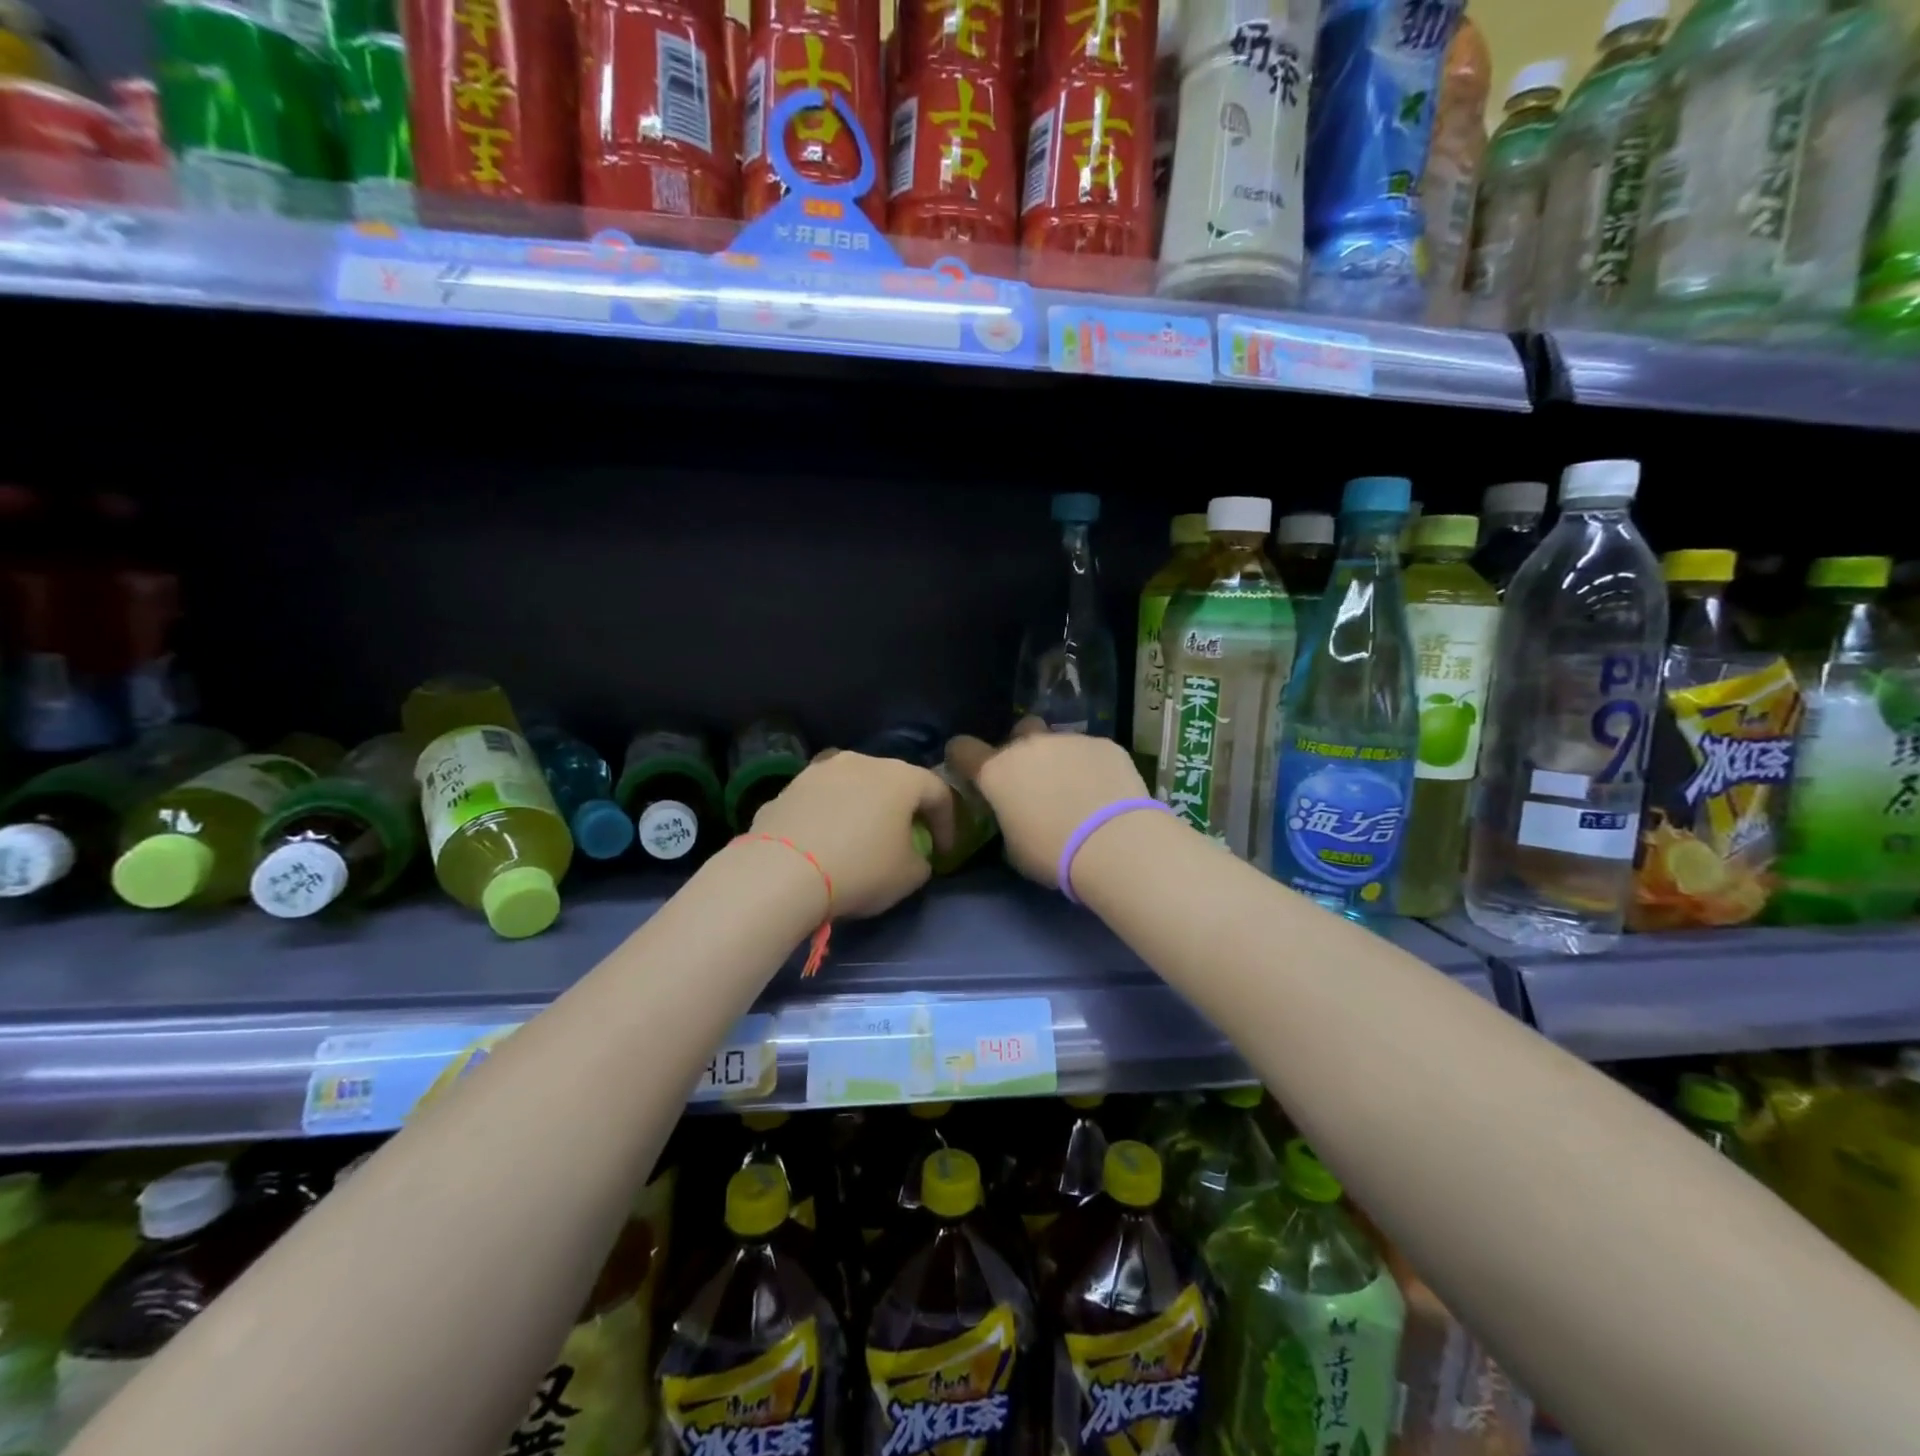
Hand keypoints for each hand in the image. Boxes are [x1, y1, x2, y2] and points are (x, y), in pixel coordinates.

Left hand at [748, 751, 954, 918]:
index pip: (938, 792)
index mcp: (900, 777)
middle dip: (902, 809)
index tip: (944, 852)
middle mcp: (861, 762)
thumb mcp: (909, 877)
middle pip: (893, 781)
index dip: (948, 822)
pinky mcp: (786, 788)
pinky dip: (827, 818)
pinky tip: (821, 846)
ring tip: (858, 837)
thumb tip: (913, 856)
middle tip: (904, 839)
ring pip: (851, 786)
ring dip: (861, 808)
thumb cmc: (861, 869)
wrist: (781, 872)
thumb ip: (922, 860)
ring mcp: (818, 771)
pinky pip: (818, 802)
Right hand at [947, 721, 1149, 887]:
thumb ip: (1007, 820)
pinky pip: (1089, 750)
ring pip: (1056, 741)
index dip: (963, 758)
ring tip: (1077, 790)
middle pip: (1016, 733)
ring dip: (1059, 759)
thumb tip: (1015, 814)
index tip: (971, 771)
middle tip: (1034, 782)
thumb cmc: (1053, 854)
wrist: (1115, 843)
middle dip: (1021, 751)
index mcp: (996, 772)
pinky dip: (1091, 766)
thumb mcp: (1014, 848)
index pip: (962, 749)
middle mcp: (1029, 747)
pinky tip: (1104, 792)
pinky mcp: (1104, 744)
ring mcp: (1069, 740)